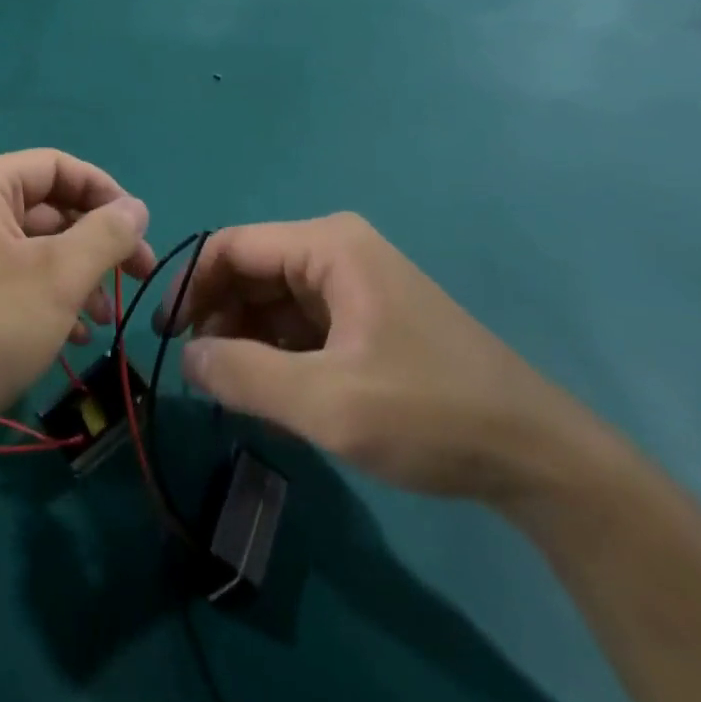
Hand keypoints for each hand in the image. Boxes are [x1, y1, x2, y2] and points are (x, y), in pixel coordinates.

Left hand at [0, 150, 153, 451]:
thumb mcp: (59, 276)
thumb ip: (106, 234)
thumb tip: (137, 208)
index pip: (58, 166)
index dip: (105, 192)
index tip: (142, 229)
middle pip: (50, 207)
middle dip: (97, 241)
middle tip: (140, 274)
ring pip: (38, 248)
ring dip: (80, 275)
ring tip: (106, 316)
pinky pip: (18, 278)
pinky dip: (52, 298)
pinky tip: (76, 334)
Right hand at [163, 213, 595, 506]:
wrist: (536, 456)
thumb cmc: (428, 413)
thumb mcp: (327, 402)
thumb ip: (244, 375)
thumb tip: (186, 356)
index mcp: (327, 245)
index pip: (232, 247)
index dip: (190, 284)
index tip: (164, 334)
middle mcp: (336, 250)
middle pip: (251, 270)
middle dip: (218, 315)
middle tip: (197, 371)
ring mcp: (354, 282)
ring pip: (273, 299)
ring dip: (246, 338)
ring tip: (233, 390)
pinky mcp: (366, 315)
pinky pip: (300, 322)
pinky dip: (277, 352)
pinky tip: (272, 394)